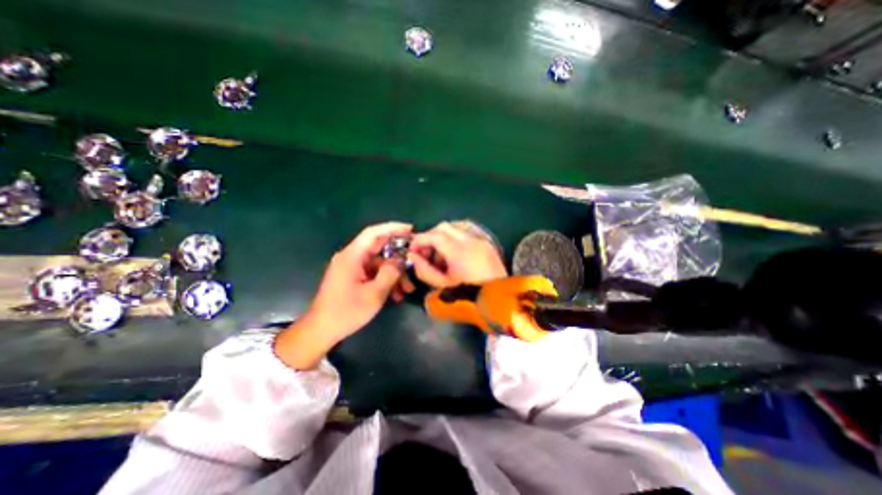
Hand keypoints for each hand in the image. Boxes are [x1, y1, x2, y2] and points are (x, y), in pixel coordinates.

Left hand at [274, 223, 413, 367]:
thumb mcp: (374, 293)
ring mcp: (352, 268)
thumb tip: (401, 259)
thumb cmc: (346, 312)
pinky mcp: (353, 278)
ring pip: (379, 263)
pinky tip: (397, 295)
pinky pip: (374, 273)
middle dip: (399, 255)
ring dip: (394, 273)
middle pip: (379, 248)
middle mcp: (351, 258)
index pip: (373, 233)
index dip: (392, 228)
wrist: (321, 331)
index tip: (410, 229)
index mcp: (352, 256)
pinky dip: (386, 280)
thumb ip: (390, 273)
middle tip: (416, 259)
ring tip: (408, 288)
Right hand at [409, 223, 505, 288]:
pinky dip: (455, 241)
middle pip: (443, 227)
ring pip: (455, 229)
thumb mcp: (442, 286)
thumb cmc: (469, 296)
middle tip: (426, 254)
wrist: (499, 301)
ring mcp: (480, 240)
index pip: (433, 235)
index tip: (413, 251)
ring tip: (441, 259)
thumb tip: (413, 256)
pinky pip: (466, 235)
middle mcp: (470, 239)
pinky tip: (455, 258)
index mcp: (458, 249)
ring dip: (443, 239)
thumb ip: (424, 270)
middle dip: (430, 237)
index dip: (419, 240)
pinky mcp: (487, 244)